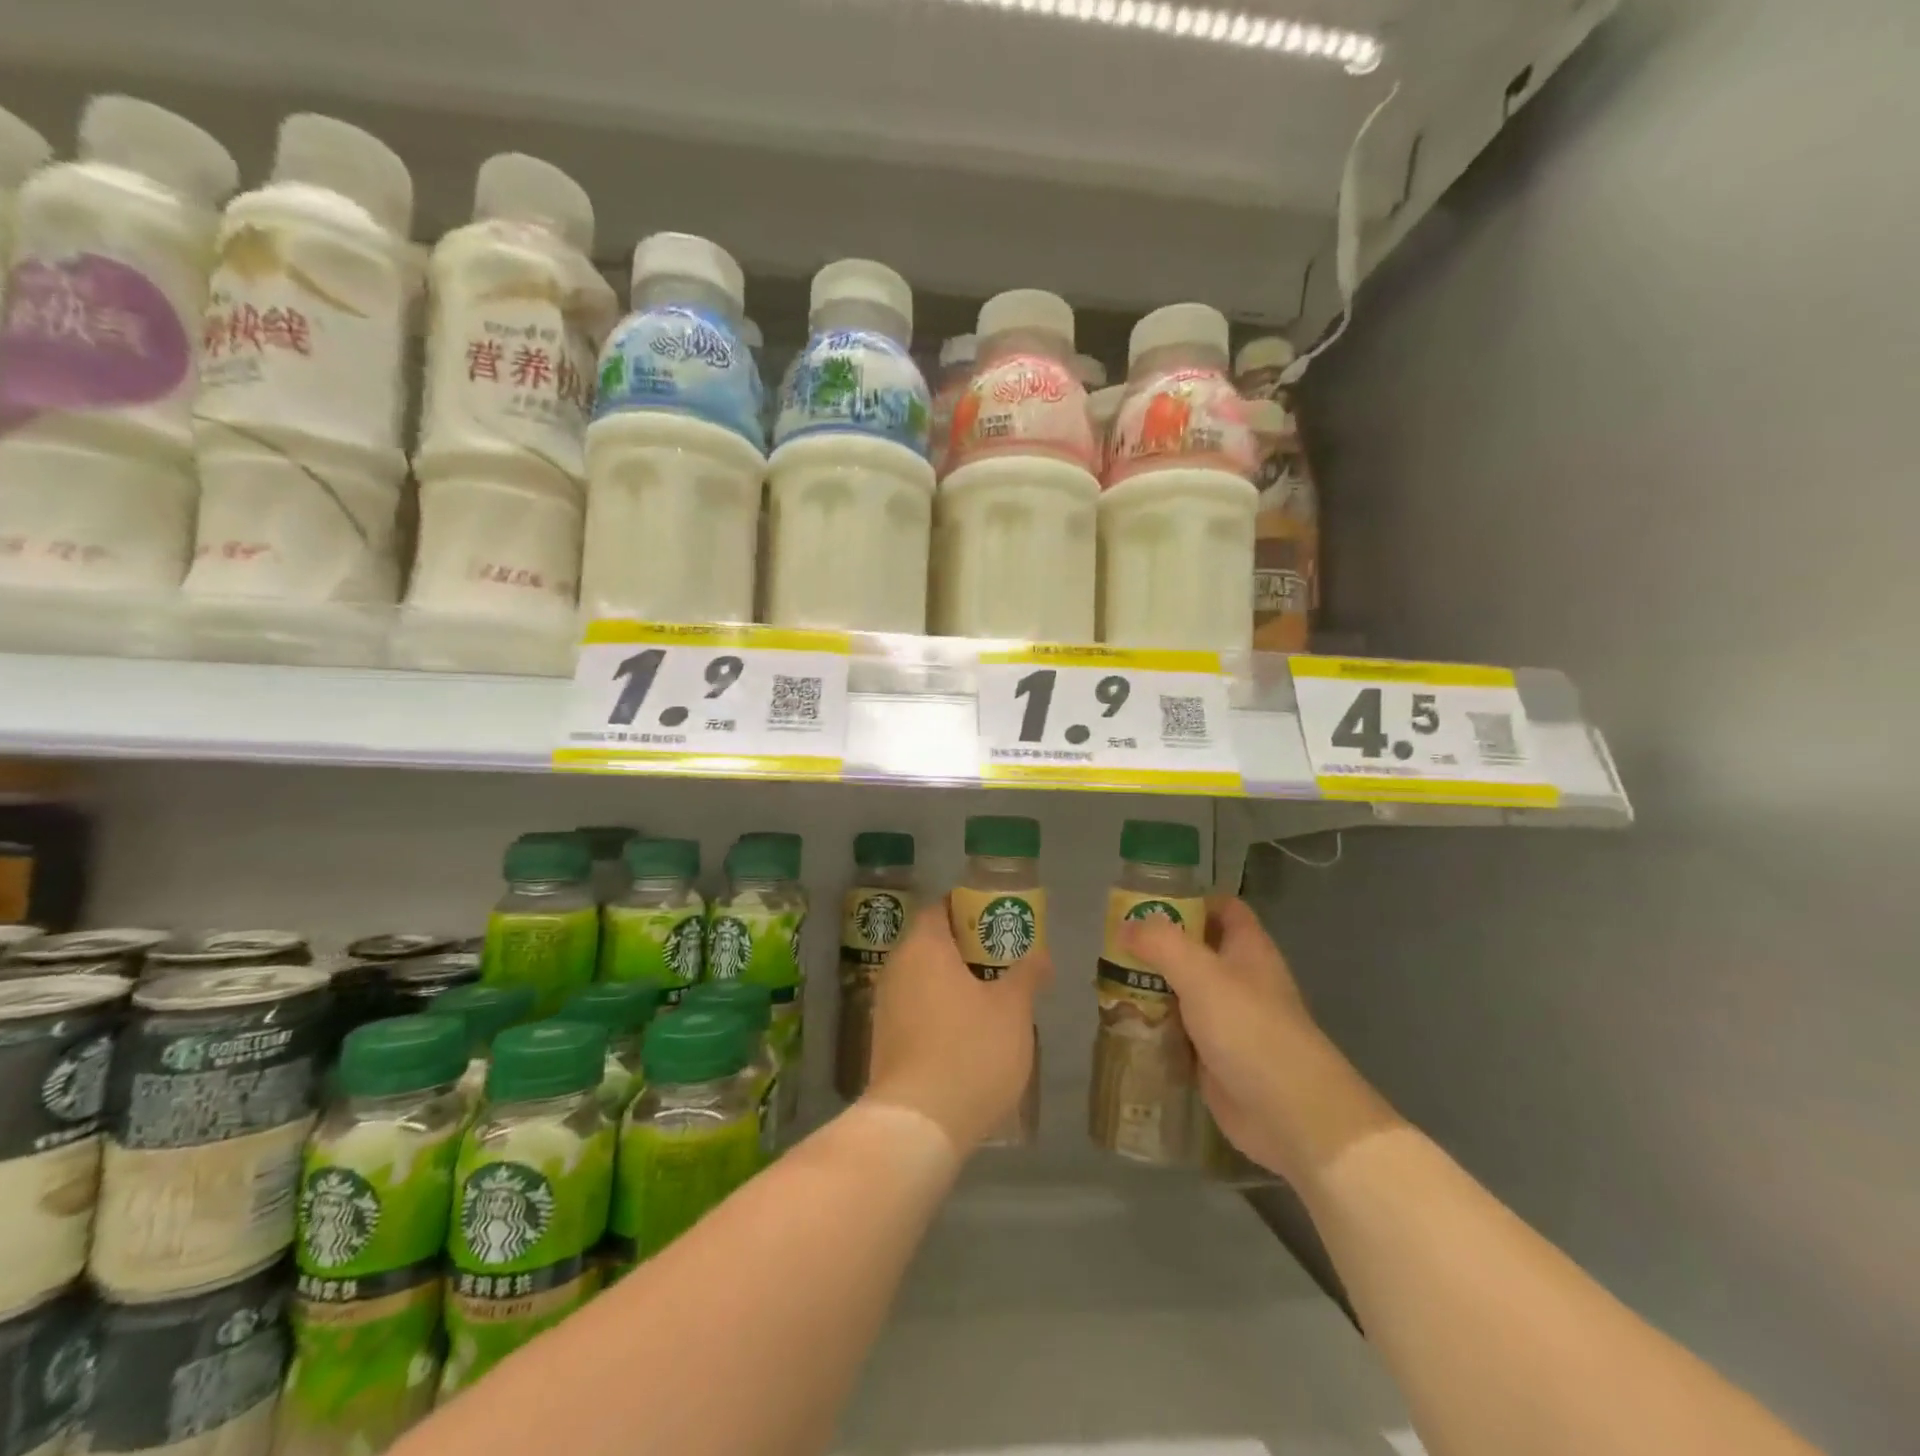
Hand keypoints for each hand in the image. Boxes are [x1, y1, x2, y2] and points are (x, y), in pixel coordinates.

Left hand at [862, 903, 1050, 1153]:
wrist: (918, 1124)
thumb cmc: (970, 1051)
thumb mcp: (1013, 1010)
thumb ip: (1027, 975)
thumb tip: (1041, 955)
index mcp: (924, 947)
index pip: (941, 908)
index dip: (970, 908)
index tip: (999, 920)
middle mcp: (897, 967)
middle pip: (932, 942)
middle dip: (967, 947)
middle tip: (1004, 958)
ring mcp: (886, 1005)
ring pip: (924, 977)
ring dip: (954, 980)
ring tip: (993, 995)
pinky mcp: (885, 1040)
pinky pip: (917, 1007)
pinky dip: (941, 1008)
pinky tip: (969, 1030)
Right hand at [1121, 897, 1394, 1180]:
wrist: (1289, 1114)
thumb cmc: (1249, 1028)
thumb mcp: (1201, 973)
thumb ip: (1161, 943)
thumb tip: (1125, 925)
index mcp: (1247, 948)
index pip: (1222, 907)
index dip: (1188, 899)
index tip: (1144, 902)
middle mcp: (1238, 978)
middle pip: (1193, 949)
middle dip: (1155, 945)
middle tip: (1111, 944)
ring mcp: (1226, 1019)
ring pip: (1181, 991)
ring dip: (1149, 986)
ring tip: (1104, 981)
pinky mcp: (1212, 1055)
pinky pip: (1176, 1030)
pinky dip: (1152, 1025)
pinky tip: (1121, 1023)